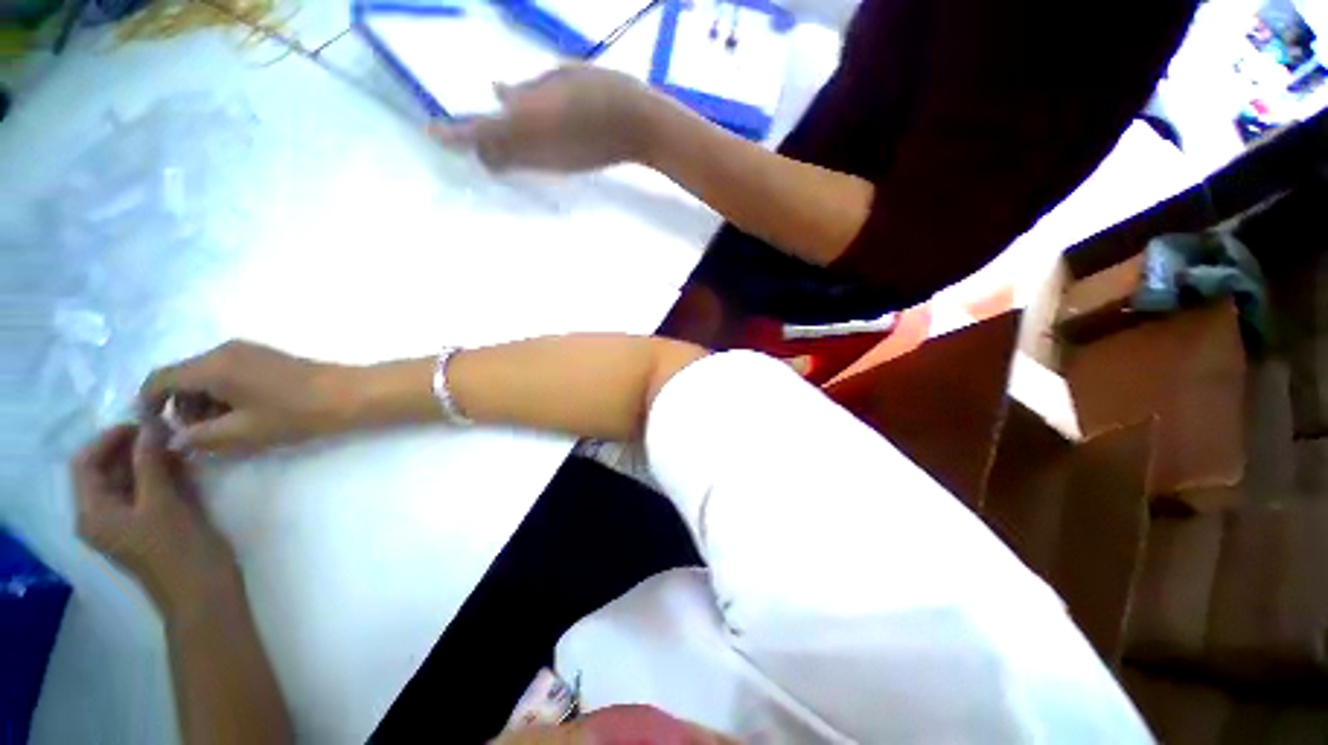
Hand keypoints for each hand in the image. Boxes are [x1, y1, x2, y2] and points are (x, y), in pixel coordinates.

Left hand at [72, 424, 237, 615]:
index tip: (143, 421)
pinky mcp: (146, 524)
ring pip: (127, 479)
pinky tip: (182, 466)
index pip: (85, 462)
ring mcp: (124, 521)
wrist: (202, 591)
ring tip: (177, 445)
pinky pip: (144, 490)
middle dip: (132, 447)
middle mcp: (101, 515)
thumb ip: (150, 462)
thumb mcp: (162, 502)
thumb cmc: (177, 549)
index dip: (109, 437)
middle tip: (166, 431)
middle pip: (105, 469)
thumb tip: (149, 425)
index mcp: (93, 512)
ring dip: (148, 459)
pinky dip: (159, 474)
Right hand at [140, 340, 354, 455]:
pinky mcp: (265, 357)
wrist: (349, 394)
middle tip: (198, 437)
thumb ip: (199, 437)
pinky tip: (243, 415)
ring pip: (205, 376)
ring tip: (224, 430)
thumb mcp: (241, 433)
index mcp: (212, 365)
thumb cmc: (295, 414)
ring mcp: (247, 350)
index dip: (147, 404)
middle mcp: (224, 350)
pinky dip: (224, 394)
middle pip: (182, 377)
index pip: (159, 379)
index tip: (153, 430)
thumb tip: (173, 440)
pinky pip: (228, 373)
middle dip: (180, 408)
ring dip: (204, 403)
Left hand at [432, 65, 662, 172]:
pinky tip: (536, 129)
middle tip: (477, 124)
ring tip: (507, 123)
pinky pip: (531, 162)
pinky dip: (523, 149)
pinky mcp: (564, 169)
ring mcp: (549, 164)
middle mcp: (532, 151)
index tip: (433, 132)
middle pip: (491, 159)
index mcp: (524, 123)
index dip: (452, 135)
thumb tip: (497, 92)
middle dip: (479, 145)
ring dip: (501, 147)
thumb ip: (524, 89)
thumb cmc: (600, 90)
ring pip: (511, 163)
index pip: (477, 134)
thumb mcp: (557, 77)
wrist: (638, 127)